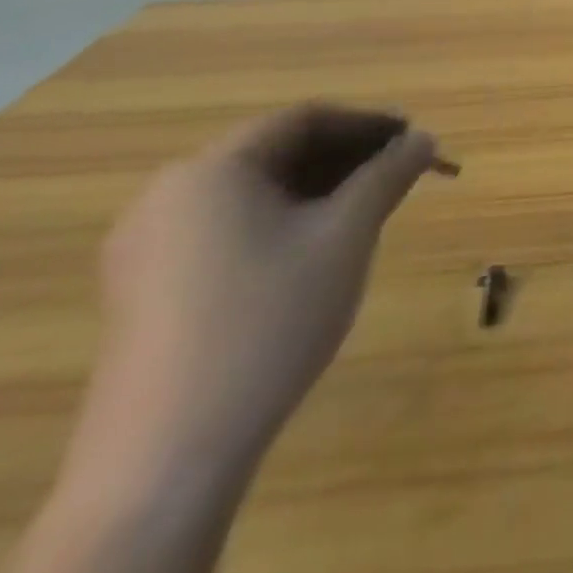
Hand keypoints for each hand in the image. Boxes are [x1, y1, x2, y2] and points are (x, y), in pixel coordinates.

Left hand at [76, 105, 438, 481]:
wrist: (169, 453)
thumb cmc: (269, 319)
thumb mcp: (346, 235)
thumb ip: (388, 175)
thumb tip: (423, 139)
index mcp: (211, 171)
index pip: (303, 119)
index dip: (368, 121)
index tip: (416, 137)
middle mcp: (169, 196)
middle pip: (276, 152)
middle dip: (347, 155)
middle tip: (404, 172)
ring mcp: (149, 247)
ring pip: (255, 192)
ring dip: (320, 187)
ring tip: (373, 207)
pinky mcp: (148, 289)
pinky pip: (230, 227)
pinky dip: (285, 219)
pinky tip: (320, 246)